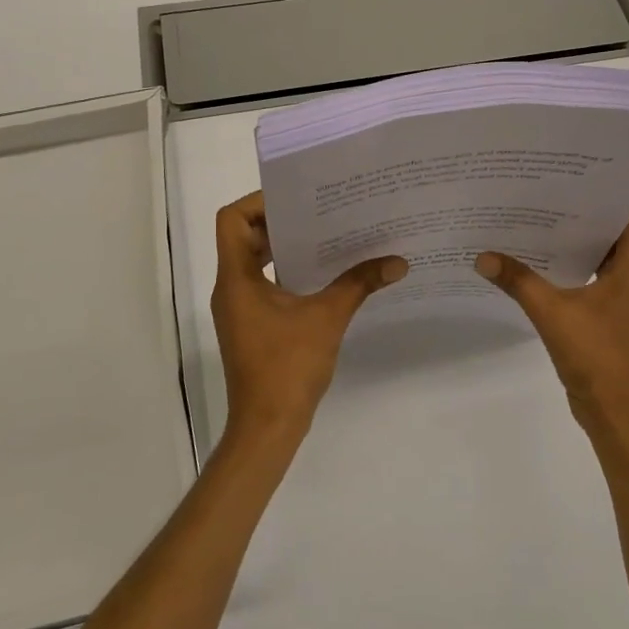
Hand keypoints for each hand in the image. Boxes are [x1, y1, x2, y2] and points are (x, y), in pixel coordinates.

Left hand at [210, 191, 407, 446]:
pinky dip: (287, 272)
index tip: (296, 200)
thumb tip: (397, 262)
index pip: (232, 220)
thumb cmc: (288, 367)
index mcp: (237, 279)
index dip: (258, 202)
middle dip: (279, 221)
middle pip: (244, 236)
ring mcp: (239, 308)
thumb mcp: (327, 318)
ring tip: (325, 235)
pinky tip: (322, 275)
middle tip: (319, 211)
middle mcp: (230, 288)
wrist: (267, 427)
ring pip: (254, 260)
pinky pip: (264, 283)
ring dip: (284, 247)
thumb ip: (359, 284)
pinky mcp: (251, 325)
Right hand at [476, 209, 628, 446]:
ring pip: (598, 255)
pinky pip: (587, 277)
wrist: (615, 415)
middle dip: (581, 210)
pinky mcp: (606, 315)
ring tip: (534, 217)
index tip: (576, 174)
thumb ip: (518, 281)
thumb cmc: (597, 358)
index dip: (608, 191)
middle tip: (544, 190)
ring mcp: (620, 297)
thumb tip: (483, 256)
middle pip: (611, 231)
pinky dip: (567, 266)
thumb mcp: (553, 313)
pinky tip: (534, 260)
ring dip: (572, 239)